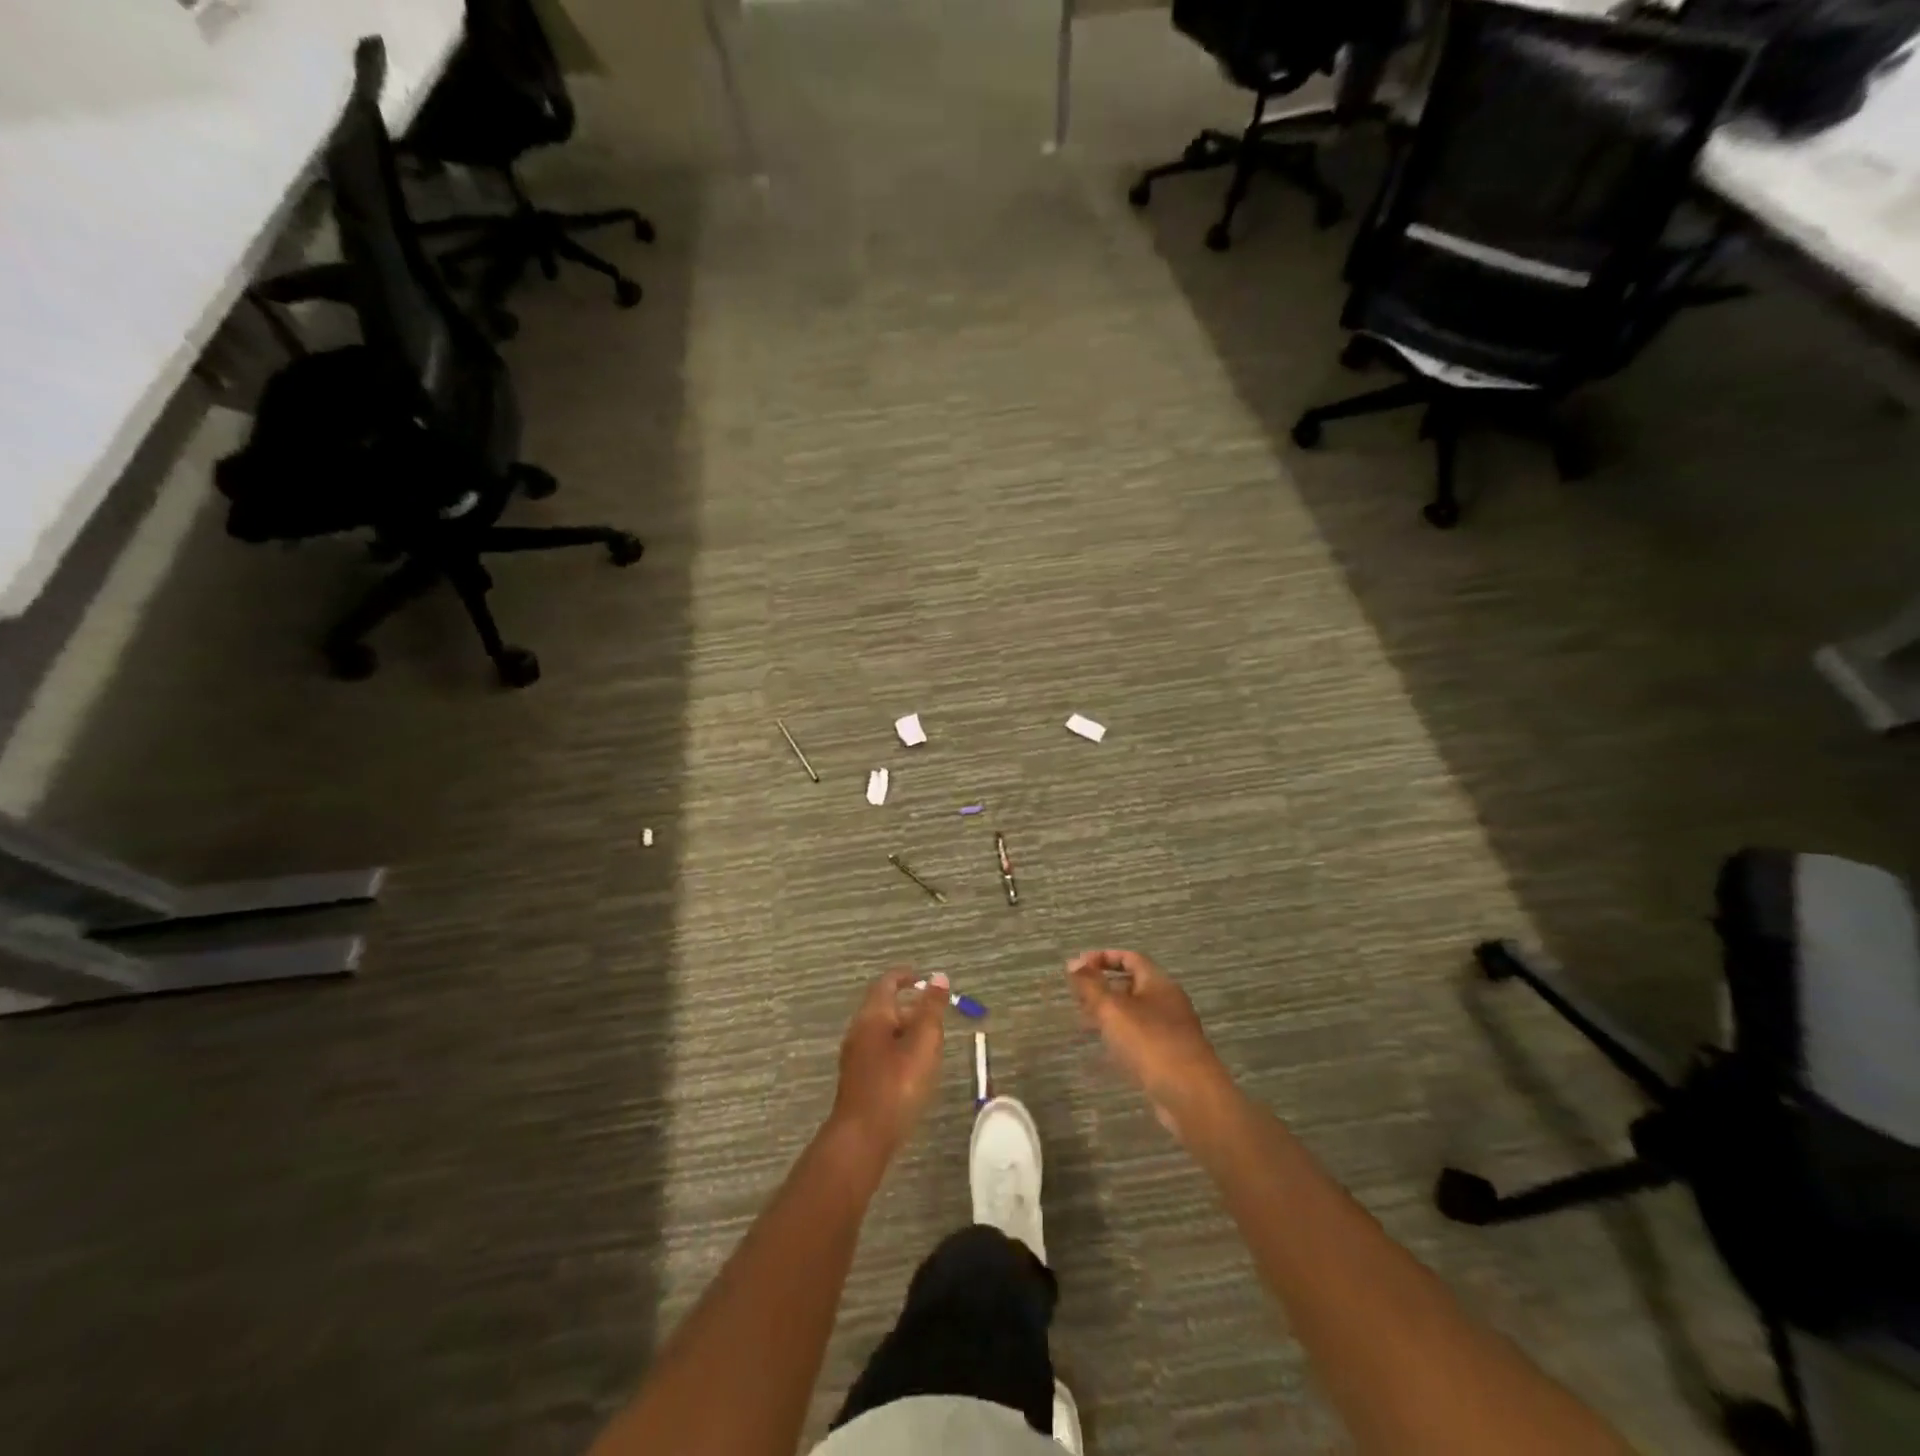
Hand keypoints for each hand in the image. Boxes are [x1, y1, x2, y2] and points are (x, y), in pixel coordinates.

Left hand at [829, 970, 949, 1164]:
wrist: (863, 1137)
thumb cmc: (897, 1084)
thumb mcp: (923, 1042)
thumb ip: (932, 1009)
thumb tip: (938, 977)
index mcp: (873, 1016)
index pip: (887, 983)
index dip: (905, 976)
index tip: (923, 977)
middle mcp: (859, 1030)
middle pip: (884, 1007)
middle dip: (909, 1005)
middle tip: (936, 1012)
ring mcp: (856, 1057)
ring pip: (882, 1031)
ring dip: (905, 1028)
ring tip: (931, 1039)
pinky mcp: (859, 1079)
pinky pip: (880, 1051)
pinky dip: (899, 1048)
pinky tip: (914, 1066)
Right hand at [1069, 950, 1230, 1138]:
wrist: (1191, 1096)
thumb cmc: (1150, 1042)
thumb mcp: (1113, 1009)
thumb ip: (1090, 985)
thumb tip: (1073, 962)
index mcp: (1158, 983)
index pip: (1130, 958)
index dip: (1103, 958)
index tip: (1078, 967)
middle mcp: (1168, 1001)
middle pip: (1132, 985)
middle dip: (1103, 987)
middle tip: (1076, 997)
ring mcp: (1171, 1030)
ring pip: (1135, 1013)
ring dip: (1109, 1014)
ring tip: (1083, 1022)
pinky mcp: (1170, 1057)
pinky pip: (1140, 1037)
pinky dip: (1120, 1036)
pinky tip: (1105, 1049)